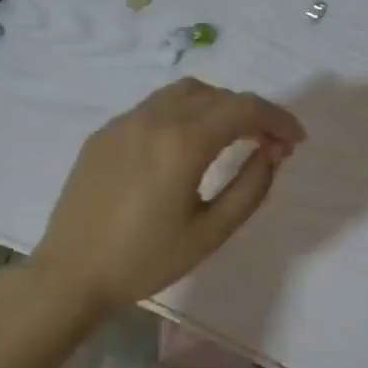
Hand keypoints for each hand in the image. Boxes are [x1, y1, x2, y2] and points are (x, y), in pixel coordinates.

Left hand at [29, 78, 306, 314]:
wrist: (72, 274)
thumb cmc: (145, 260)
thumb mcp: (211, 233)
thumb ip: (250, 187)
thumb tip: (270, 152)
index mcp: (183, 142)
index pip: (244, 108)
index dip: (278, 119)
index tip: (296, 141)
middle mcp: (153, 118)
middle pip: (216, 95)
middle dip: (251, 113)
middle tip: (269, 144)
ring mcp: (123, 122)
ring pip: (183, 93)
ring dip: (217, 106)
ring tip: (231, 137)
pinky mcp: (103, 134)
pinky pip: (153, 108)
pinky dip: (183, 114)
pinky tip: (184, 146)